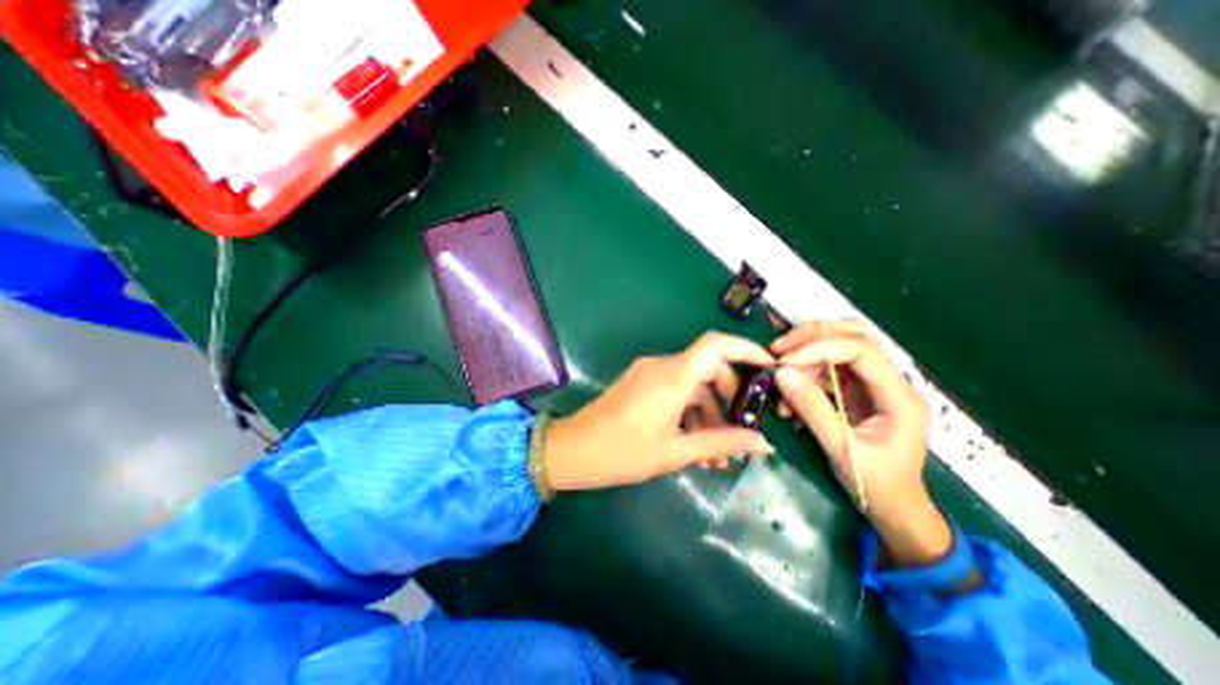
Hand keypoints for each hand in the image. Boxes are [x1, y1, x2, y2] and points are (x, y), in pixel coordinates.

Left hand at [541, 333, 768, 491]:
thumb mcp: (675, 452)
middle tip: (740, 433)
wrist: (571, 450)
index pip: (716, 345)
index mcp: (672, 377)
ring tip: (716, 455)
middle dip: (729, 399)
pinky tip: (694, 445)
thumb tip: (763, 443)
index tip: (769, 368)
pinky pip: (675, 391)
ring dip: (708, 414)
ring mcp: (649, 374)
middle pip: (709, 368)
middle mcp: (662, 367)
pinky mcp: (641, 384)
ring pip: (692, 385)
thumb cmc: (621, 452)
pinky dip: (689, 412)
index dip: (746, 350)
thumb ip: (720, 443)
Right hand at [770, 322, 952, 566]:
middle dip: (811, 339)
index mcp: (898, 396)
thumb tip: (780, 373)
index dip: (819, 348)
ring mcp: (873, 386)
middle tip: (778, 350)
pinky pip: (827, 372)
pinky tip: (789, 401)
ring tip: (780, 385)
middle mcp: (889, 382)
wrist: (894, 509)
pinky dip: (804, 379)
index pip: (861, 350)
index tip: (784, 361)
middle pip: (852, 337)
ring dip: (803, 362)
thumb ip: (812, 409)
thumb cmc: (876, 485)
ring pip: (837, 351)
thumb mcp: (841, 449)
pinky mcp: (857, 393)